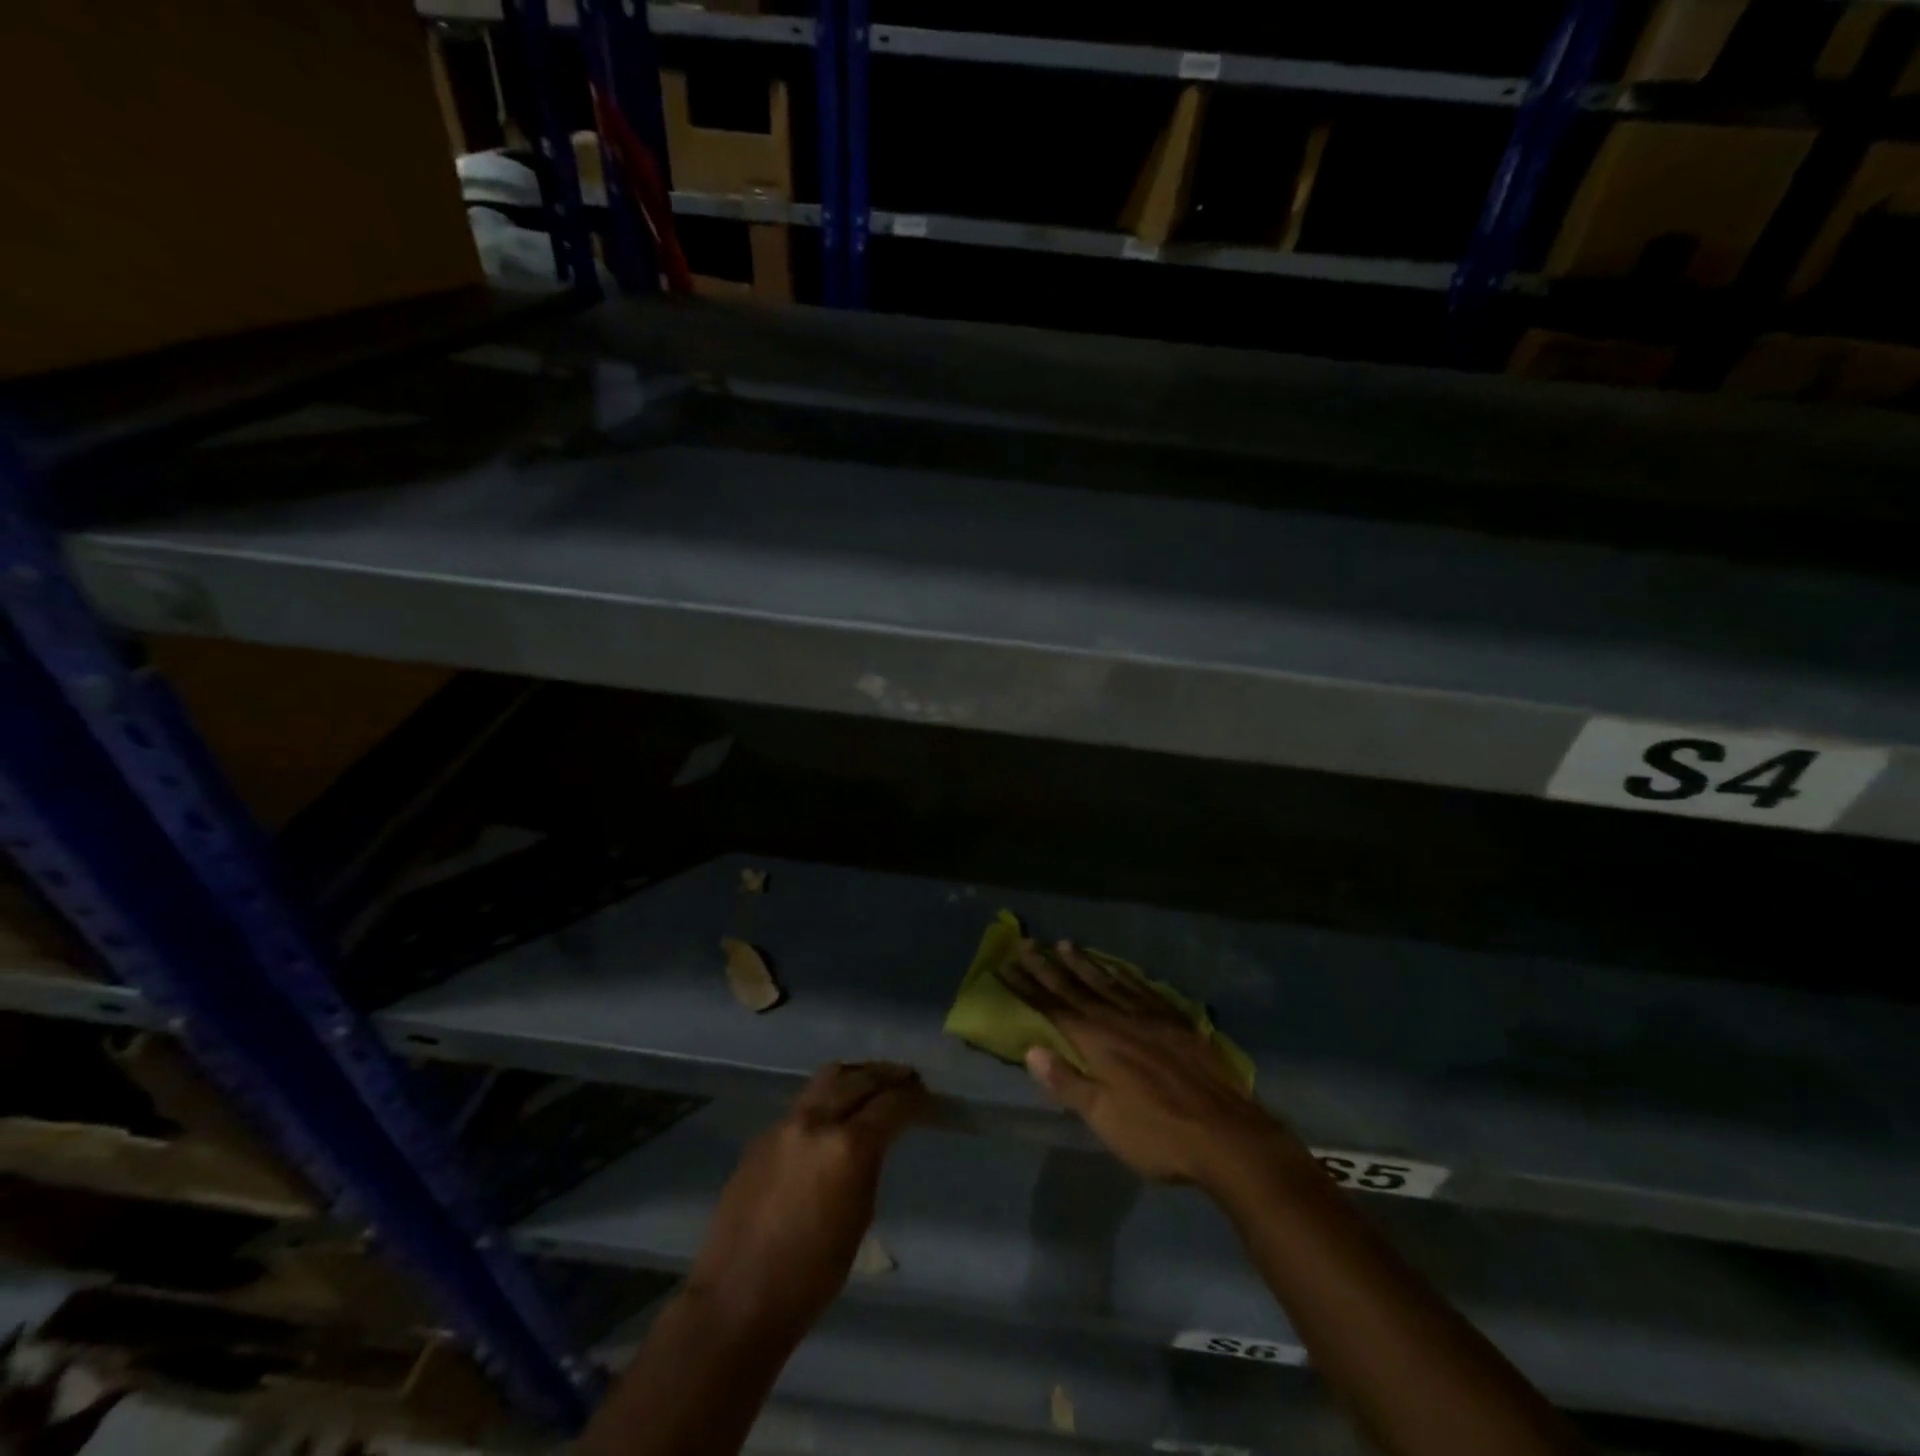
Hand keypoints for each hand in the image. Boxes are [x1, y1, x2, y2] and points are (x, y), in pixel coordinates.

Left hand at [685, 1062, 926, 1338]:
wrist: (738, 1299)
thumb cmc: (812, 1276)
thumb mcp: (860, 1216)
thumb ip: (870, 1164)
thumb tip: (875, 1139)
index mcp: (848, 1146)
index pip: (892, 1104)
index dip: (915, 1099)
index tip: (929, 1099)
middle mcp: (817, 1121)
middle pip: (860, 1078)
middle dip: (888, 1076)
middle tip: (908, 1080)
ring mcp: (785, 1123)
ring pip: (829, 1077)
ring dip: (856, 1076)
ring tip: (872, 1083)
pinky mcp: (763, 1135)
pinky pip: (804, 1102)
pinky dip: (827, 1097)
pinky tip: (834, 1114)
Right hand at [999, 941, 1301, 1190]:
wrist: (1227, 1135)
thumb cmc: (1157, 1133)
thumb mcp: (1104, 1118)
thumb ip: (1068, 1081)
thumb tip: (1032, 1049)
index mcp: (1097, 1042)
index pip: (1052, 1008)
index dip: (1027, 988)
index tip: (1005, 966)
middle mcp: (1119, 1020)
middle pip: (1076, 989)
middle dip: (1047, 967)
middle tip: (1025, 943)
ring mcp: (1151, 1018)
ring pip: (1109, 983)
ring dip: (1084, 964)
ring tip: (1065, 944)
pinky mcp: (1177, 1024)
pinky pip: (1144, 990)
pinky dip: (1125, 976)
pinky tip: (1119, 970)